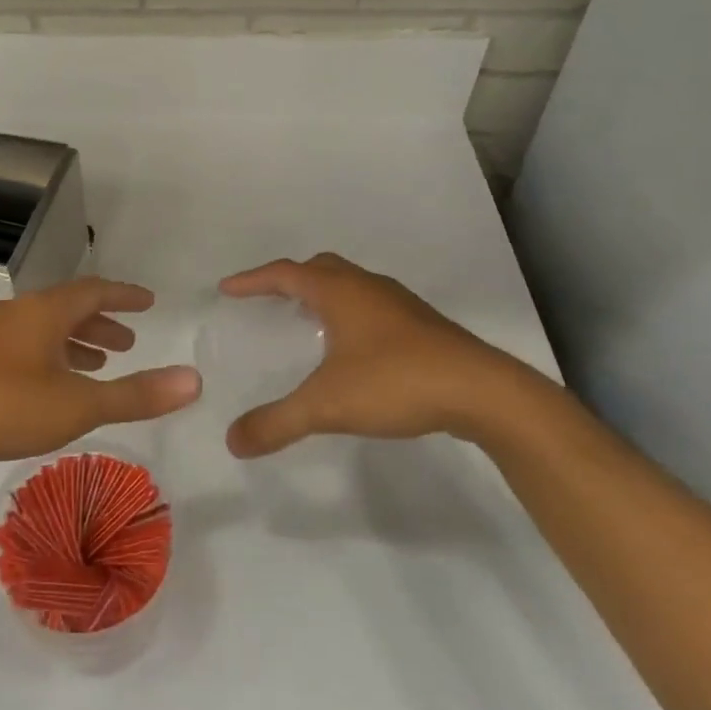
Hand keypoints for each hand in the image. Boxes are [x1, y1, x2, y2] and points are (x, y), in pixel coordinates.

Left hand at [0, 277, 201, 472]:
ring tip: (99, 366)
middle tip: (129, 344)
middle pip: (68, 307)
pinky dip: (51, 357)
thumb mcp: (79, 404)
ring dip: (76, 342)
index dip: (124, 296)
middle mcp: (18, 314)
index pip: (94, 290)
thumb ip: (136, 394)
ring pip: (44, 329)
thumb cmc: (4, 407)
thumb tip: (194, 380)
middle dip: (102, 323)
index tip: (149, 301)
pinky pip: (25, 346)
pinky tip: (51, 387)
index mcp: (44, 312)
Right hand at [218, 253, 554, 456]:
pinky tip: (353, 348)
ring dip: (323, 294)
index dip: (252, 280)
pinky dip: (350, 313)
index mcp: (339, 292)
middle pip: (319, 268)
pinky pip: (372, 306)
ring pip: (351, 285)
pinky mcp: (423, 326)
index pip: (284, 274)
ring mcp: (399, 304)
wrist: (483, 392)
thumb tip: (232, 441)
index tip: (227, 289)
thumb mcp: (327, 405)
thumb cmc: (396, 382)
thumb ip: (277, 423)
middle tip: (268, 299)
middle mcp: (367, 288)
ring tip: (306, 321)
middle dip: (289, 279)